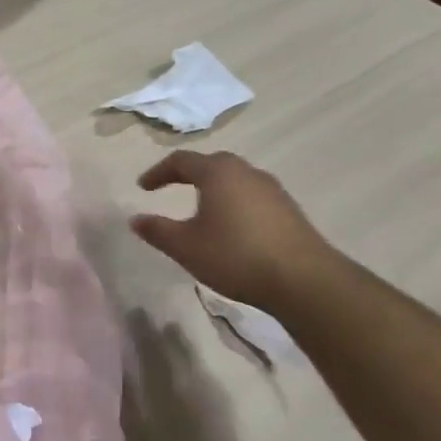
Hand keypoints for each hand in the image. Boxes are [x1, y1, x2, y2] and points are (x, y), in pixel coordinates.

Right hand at [130, 150, 338, 311]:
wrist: (305, 280)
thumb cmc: (236, 256)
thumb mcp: (186, 247)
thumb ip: (157, 231)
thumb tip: (135, 219)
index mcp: (217, 173)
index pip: (181, 160)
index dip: (158, 172)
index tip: (143, 187)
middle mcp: (245, 172)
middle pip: (211, 164)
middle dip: (188, 174)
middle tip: (171, 187)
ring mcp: (272, 189)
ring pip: (235, 179)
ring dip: (214, 188)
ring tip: (201, 208)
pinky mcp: (289, 209)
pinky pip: (252, 195)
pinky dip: (234, 202)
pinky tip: (232, 226)